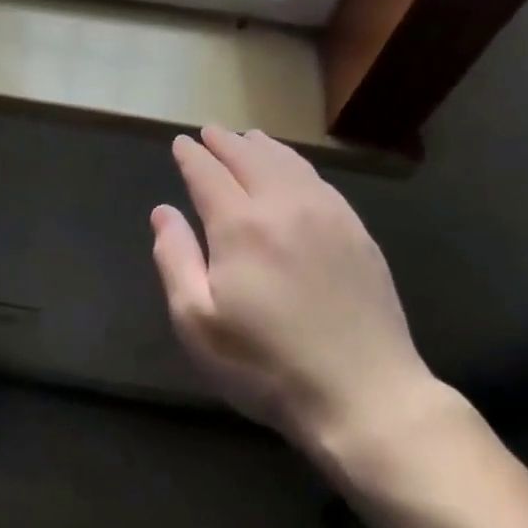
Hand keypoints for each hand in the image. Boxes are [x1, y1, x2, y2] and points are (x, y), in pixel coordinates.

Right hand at [151, 126, 445, 467]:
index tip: (182, 143)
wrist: (364, 394)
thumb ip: (175, 259)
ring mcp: (328, 215)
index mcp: (241, 226)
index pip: (208, 173)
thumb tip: (163, 212)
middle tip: (210, 132)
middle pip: (250, 157)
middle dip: (225, 142)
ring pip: (288, 163)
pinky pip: (319, 181)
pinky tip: (292, 170)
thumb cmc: (265, 365)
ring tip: (248, 137)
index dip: (191, 155)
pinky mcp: (357, 232)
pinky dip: (296, 164)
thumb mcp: (198, 322)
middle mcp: (284, 206)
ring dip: (262, 146)